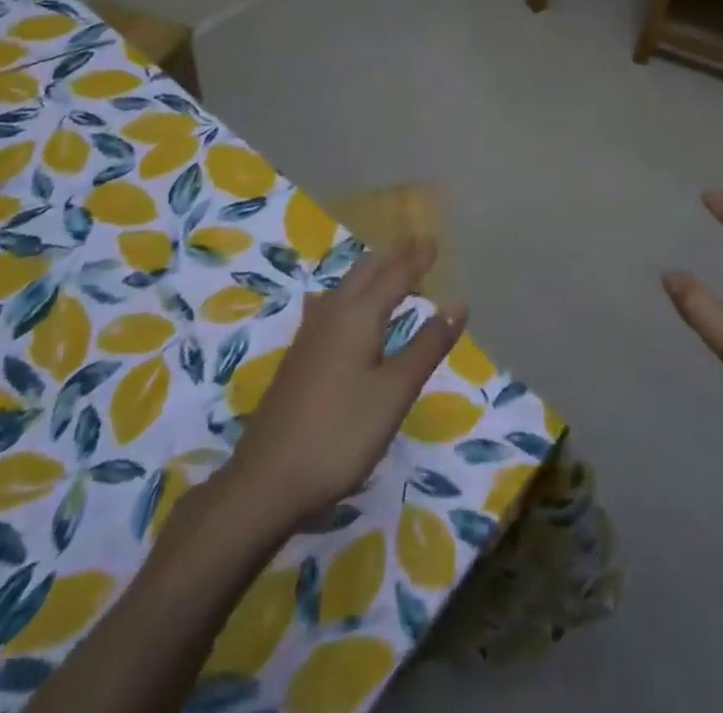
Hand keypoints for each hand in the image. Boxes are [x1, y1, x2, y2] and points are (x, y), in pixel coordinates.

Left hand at [198, 236, 464, 532]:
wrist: (265, 483)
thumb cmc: (340, 434)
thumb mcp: (394, 392)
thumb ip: (426, 346)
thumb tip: (458, 303)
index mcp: (358, 316)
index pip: (394, 275)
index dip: (416, 258)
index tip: (434, 239)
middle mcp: (332, 315)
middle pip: (365, 272)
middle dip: (392, 257)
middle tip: (416, 247)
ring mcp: (309, 336)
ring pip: (345, 287)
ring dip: (370, 273)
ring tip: (389, 270)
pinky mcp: (299, 358)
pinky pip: (332, 306)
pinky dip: (352, 294)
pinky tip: (344, 308)